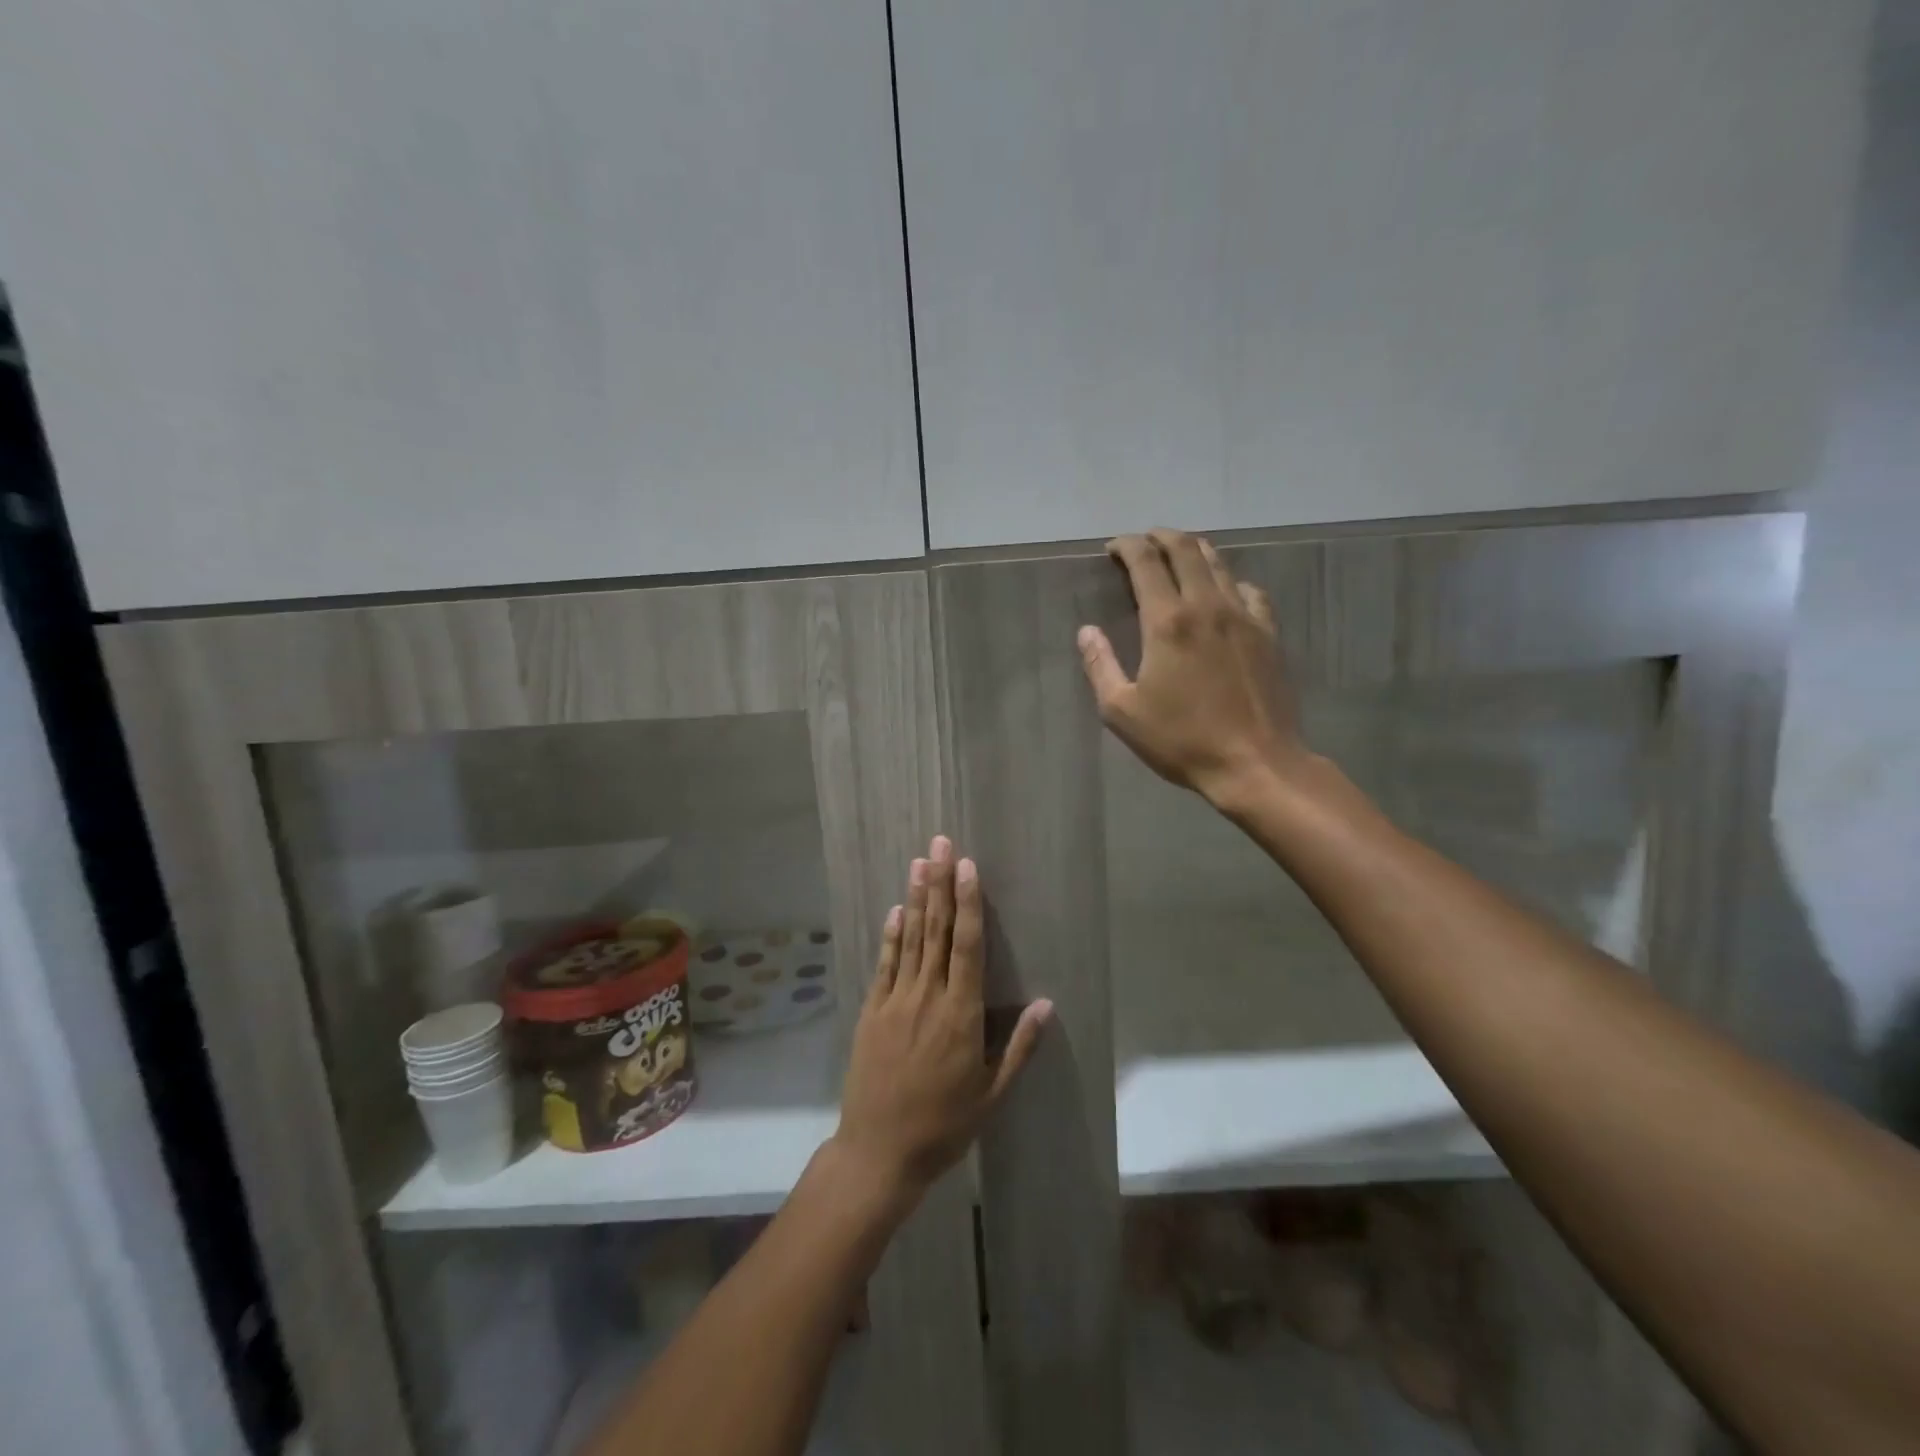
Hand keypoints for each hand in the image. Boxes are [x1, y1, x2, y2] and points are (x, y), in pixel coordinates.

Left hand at [832, 836, 1051, 1209]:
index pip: (967, 945)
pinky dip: (891, 935)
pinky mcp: (872, 1011)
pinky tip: (896, 910)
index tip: (967, 866)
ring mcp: (895, 1001)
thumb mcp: (991, 1094)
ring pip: (909, 940)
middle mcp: (927, 997)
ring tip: (919, 863)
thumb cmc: (944, 1126)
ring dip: (916, 899)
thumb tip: (1046, 1003)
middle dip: (940, 884)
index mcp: (960, 1014)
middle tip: (940, 844)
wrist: (878, 1152)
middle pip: (936, 931)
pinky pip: (884, 964)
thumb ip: (1019, 1046)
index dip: (968, 903)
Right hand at [1078, 528, 1308, 805]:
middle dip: (1160, 537)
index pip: (1146, 562)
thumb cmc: (1181, 740)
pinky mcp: (1269, 633)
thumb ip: (1100, 665)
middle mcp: (1207, 606)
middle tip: (1144, 542)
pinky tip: (1224, 592)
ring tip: (1178, 554)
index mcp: (1167, 622)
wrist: (1255, 763)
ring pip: (1219, 563)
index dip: (1127, 546)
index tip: (1113, 548)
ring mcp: (1243, 617)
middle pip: (1186, 549)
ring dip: (1194, 550)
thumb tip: (1087, 631)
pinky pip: (1249, 591)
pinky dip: (1229, 580)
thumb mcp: (1122, 711)